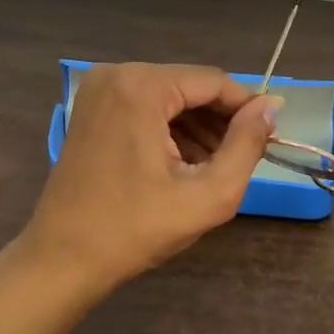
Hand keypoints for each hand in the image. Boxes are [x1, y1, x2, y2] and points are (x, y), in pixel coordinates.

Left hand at [24, 63, 278, 300]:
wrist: (62, 259)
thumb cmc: (135, 230)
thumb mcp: (207, 195)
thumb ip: (246, 146)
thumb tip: (271, 107)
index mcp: (141, 87)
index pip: (213, 82)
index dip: (247, 107)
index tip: (269, 135)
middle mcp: (116, 74)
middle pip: (190, 85)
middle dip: (220, 118)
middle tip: (242, 156)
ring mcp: (98, 90)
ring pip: (169, 96)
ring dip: (197, 125)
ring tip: (216, 165)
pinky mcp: (91, 108)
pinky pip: (145, 106)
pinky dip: (169, 128)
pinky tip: (184, 162)